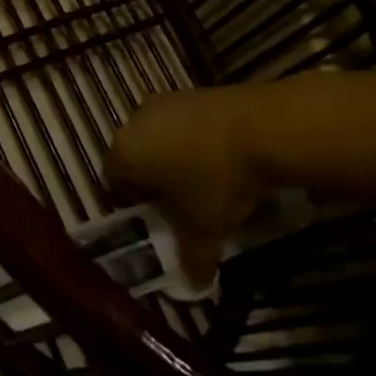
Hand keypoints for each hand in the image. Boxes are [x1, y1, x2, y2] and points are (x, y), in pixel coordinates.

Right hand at [105, 86, 269, 285]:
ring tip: (208, 179)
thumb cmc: (217, 179)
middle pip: (136, 156)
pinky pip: (183, 122)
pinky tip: (223, 156)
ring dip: (176, 156)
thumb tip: (193, 285)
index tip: (163, 217)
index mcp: (125, 152)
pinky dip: (195, 139)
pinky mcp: (190, 90)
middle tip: (184, 201)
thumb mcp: (205, 227)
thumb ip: (193, 257)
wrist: (261, 126)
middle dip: (156, 178)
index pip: (114, 180)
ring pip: (160, 137)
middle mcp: (134, 121)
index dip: (135, 202)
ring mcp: (163, 101)